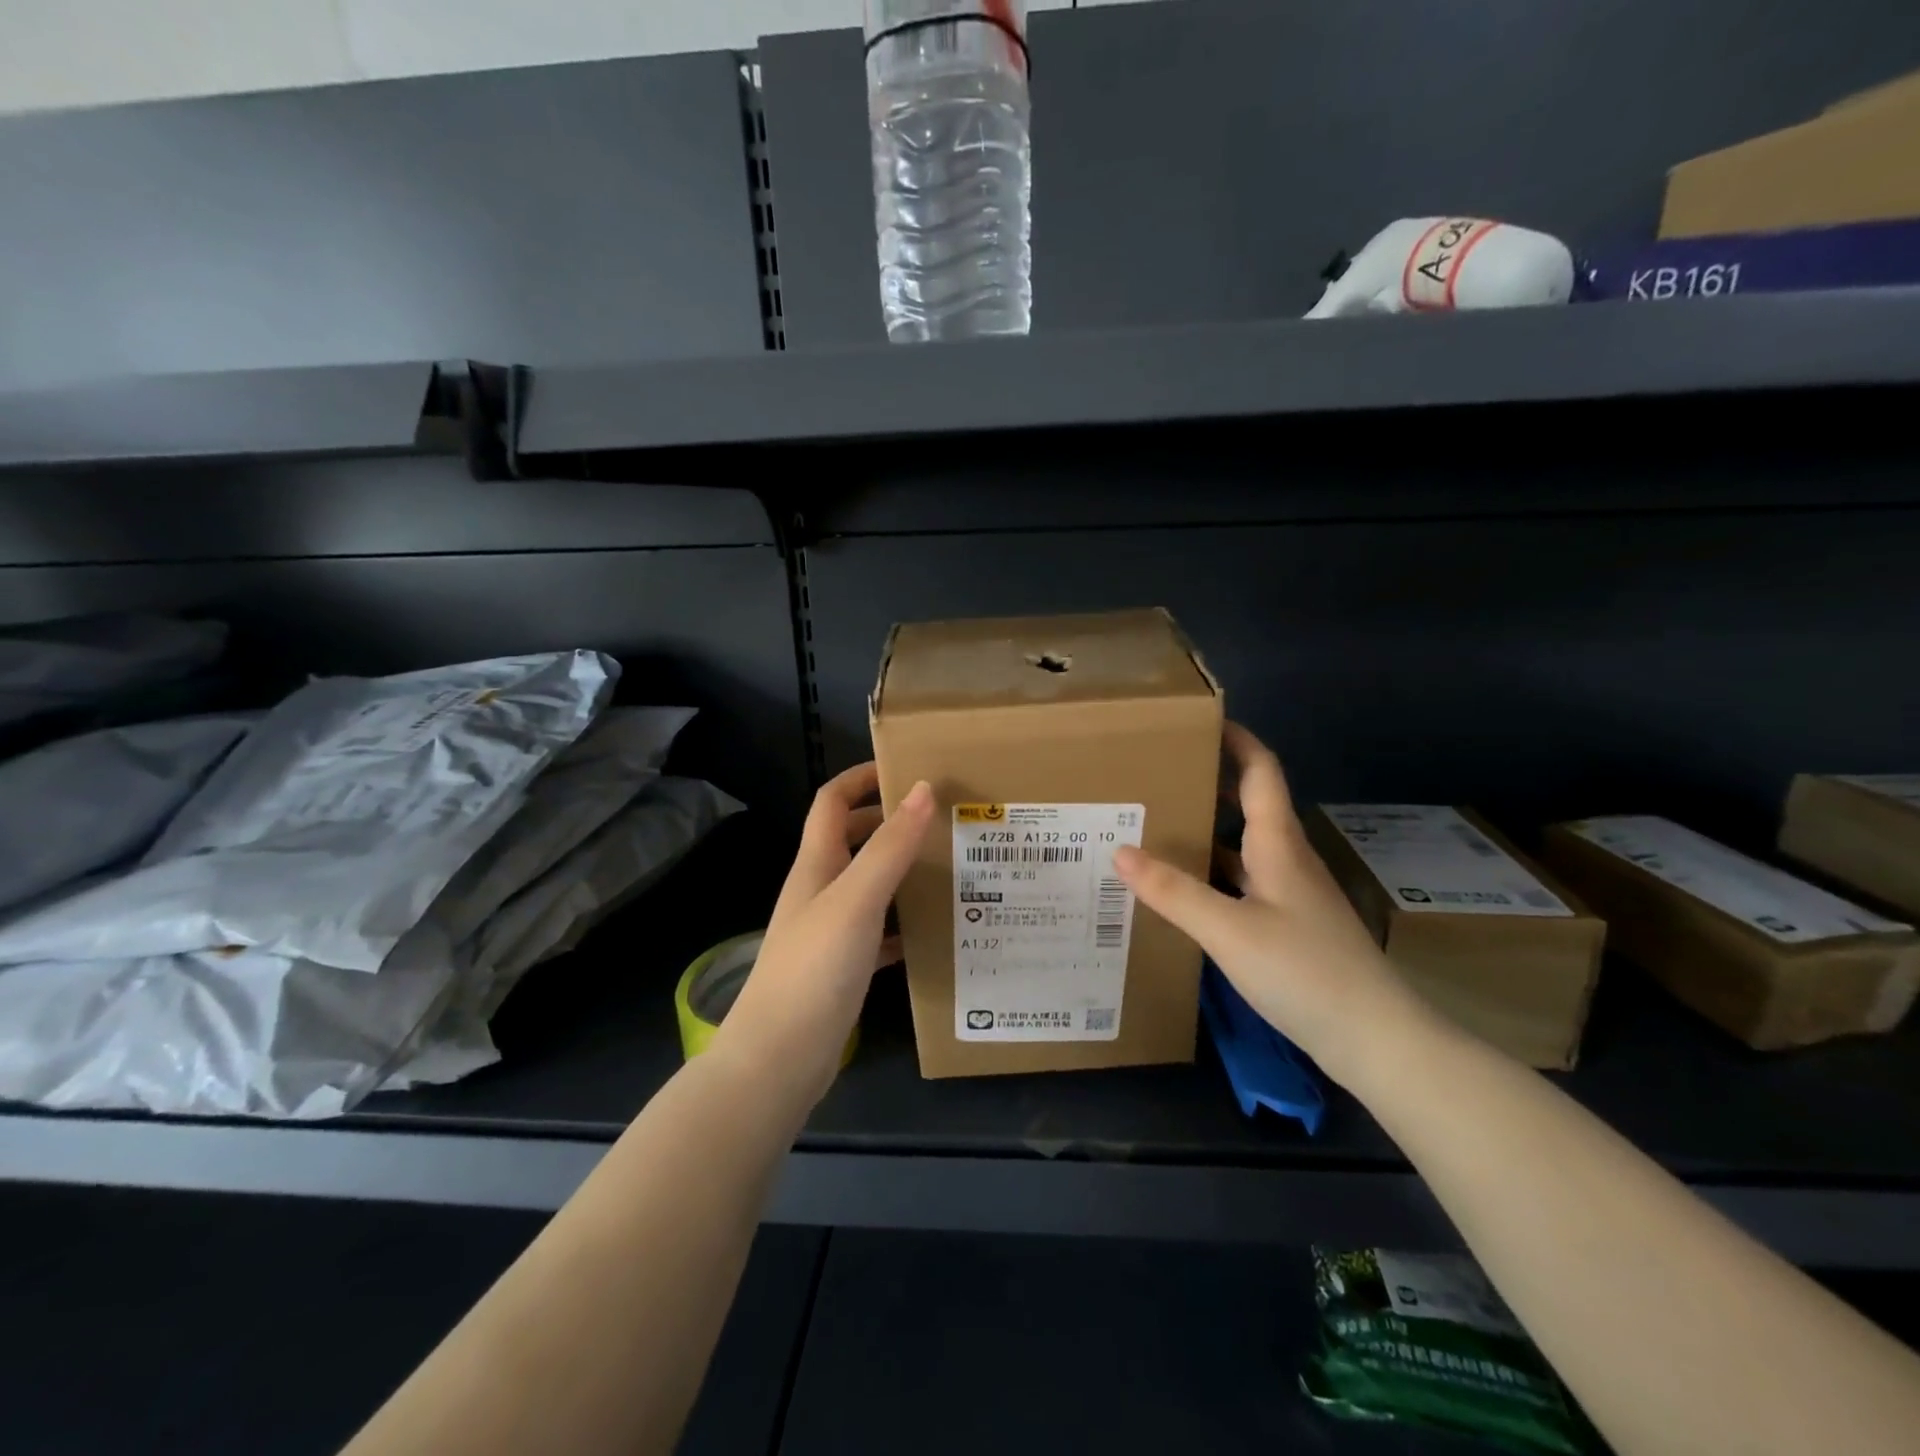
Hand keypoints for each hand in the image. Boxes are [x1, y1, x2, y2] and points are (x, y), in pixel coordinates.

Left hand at [715, 764, 934, 1103]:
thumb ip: (890, 846)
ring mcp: (829, 931)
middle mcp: (820, 890)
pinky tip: (935, 930)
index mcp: (816, 865)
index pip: (832, 802)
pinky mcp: (842, 967)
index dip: (861, 778)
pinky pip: (879, 932)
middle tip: (941, 819)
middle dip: (890, 822)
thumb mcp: (856, 900)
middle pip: (853, 840)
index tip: (906, 769)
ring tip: (950, 866)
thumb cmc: (813, 970)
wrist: (778, 1060)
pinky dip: (904, 923)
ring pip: (869, 885)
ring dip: (901, 871)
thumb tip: (923, 788)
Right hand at [1112, 722, 1431, 1086]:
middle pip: (1249, 803)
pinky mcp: (1287, 923)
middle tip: (1158, 772)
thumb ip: (1173, 891)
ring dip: (1206, 829)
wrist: (1374, 1038)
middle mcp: (1286, 858)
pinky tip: (1182, 888)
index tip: (1198, 719)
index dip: (1236, 739)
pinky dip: (1211, 873)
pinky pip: (1241, 881)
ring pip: (1242, 845)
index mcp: (1278, 843)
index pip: (1261, 771)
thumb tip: (1119, 850)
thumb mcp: (1228, 930)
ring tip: (1156, 822)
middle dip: (1209, 780)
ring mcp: (1289, 893)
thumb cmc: (1304, 971)